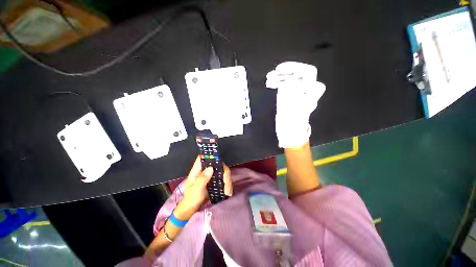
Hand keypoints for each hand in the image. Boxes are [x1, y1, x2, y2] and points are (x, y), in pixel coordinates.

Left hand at [174, 156, 231, 219]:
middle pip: (218, 164)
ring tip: (227, 192)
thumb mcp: (195, 190)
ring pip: (223, 171)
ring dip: (227, 181)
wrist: (191, 209)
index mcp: (197, 170)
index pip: (203, 157)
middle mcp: (205, 170)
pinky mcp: (216, 180)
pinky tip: (228, 193)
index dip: (210, 155)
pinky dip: (228, 185)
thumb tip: (211, 168)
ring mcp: (211, 175)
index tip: (219, 160)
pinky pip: (224, 179)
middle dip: (225, 174)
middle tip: (226, 185)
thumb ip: (202, 179)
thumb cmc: (191, 199)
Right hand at [266, 62, 325, 147]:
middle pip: (298, 72)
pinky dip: (276, 82)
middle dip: (286, 71)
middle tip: (276, 71)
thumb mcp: (295, 112)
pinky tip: (269, 83)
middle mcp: (305, 88)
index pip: (309, 73)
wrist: (290, 130)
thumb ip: (295, 99)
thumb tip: (290, 84)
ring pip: (289, 77)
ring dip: (279, 76)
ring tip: (268, 78)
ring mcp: (296, 90)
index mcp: (310, 92)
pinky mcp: (289, 92)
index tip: (282, 72)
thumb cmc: (294, 123)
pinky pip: (284, 83)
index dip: (297, 69)